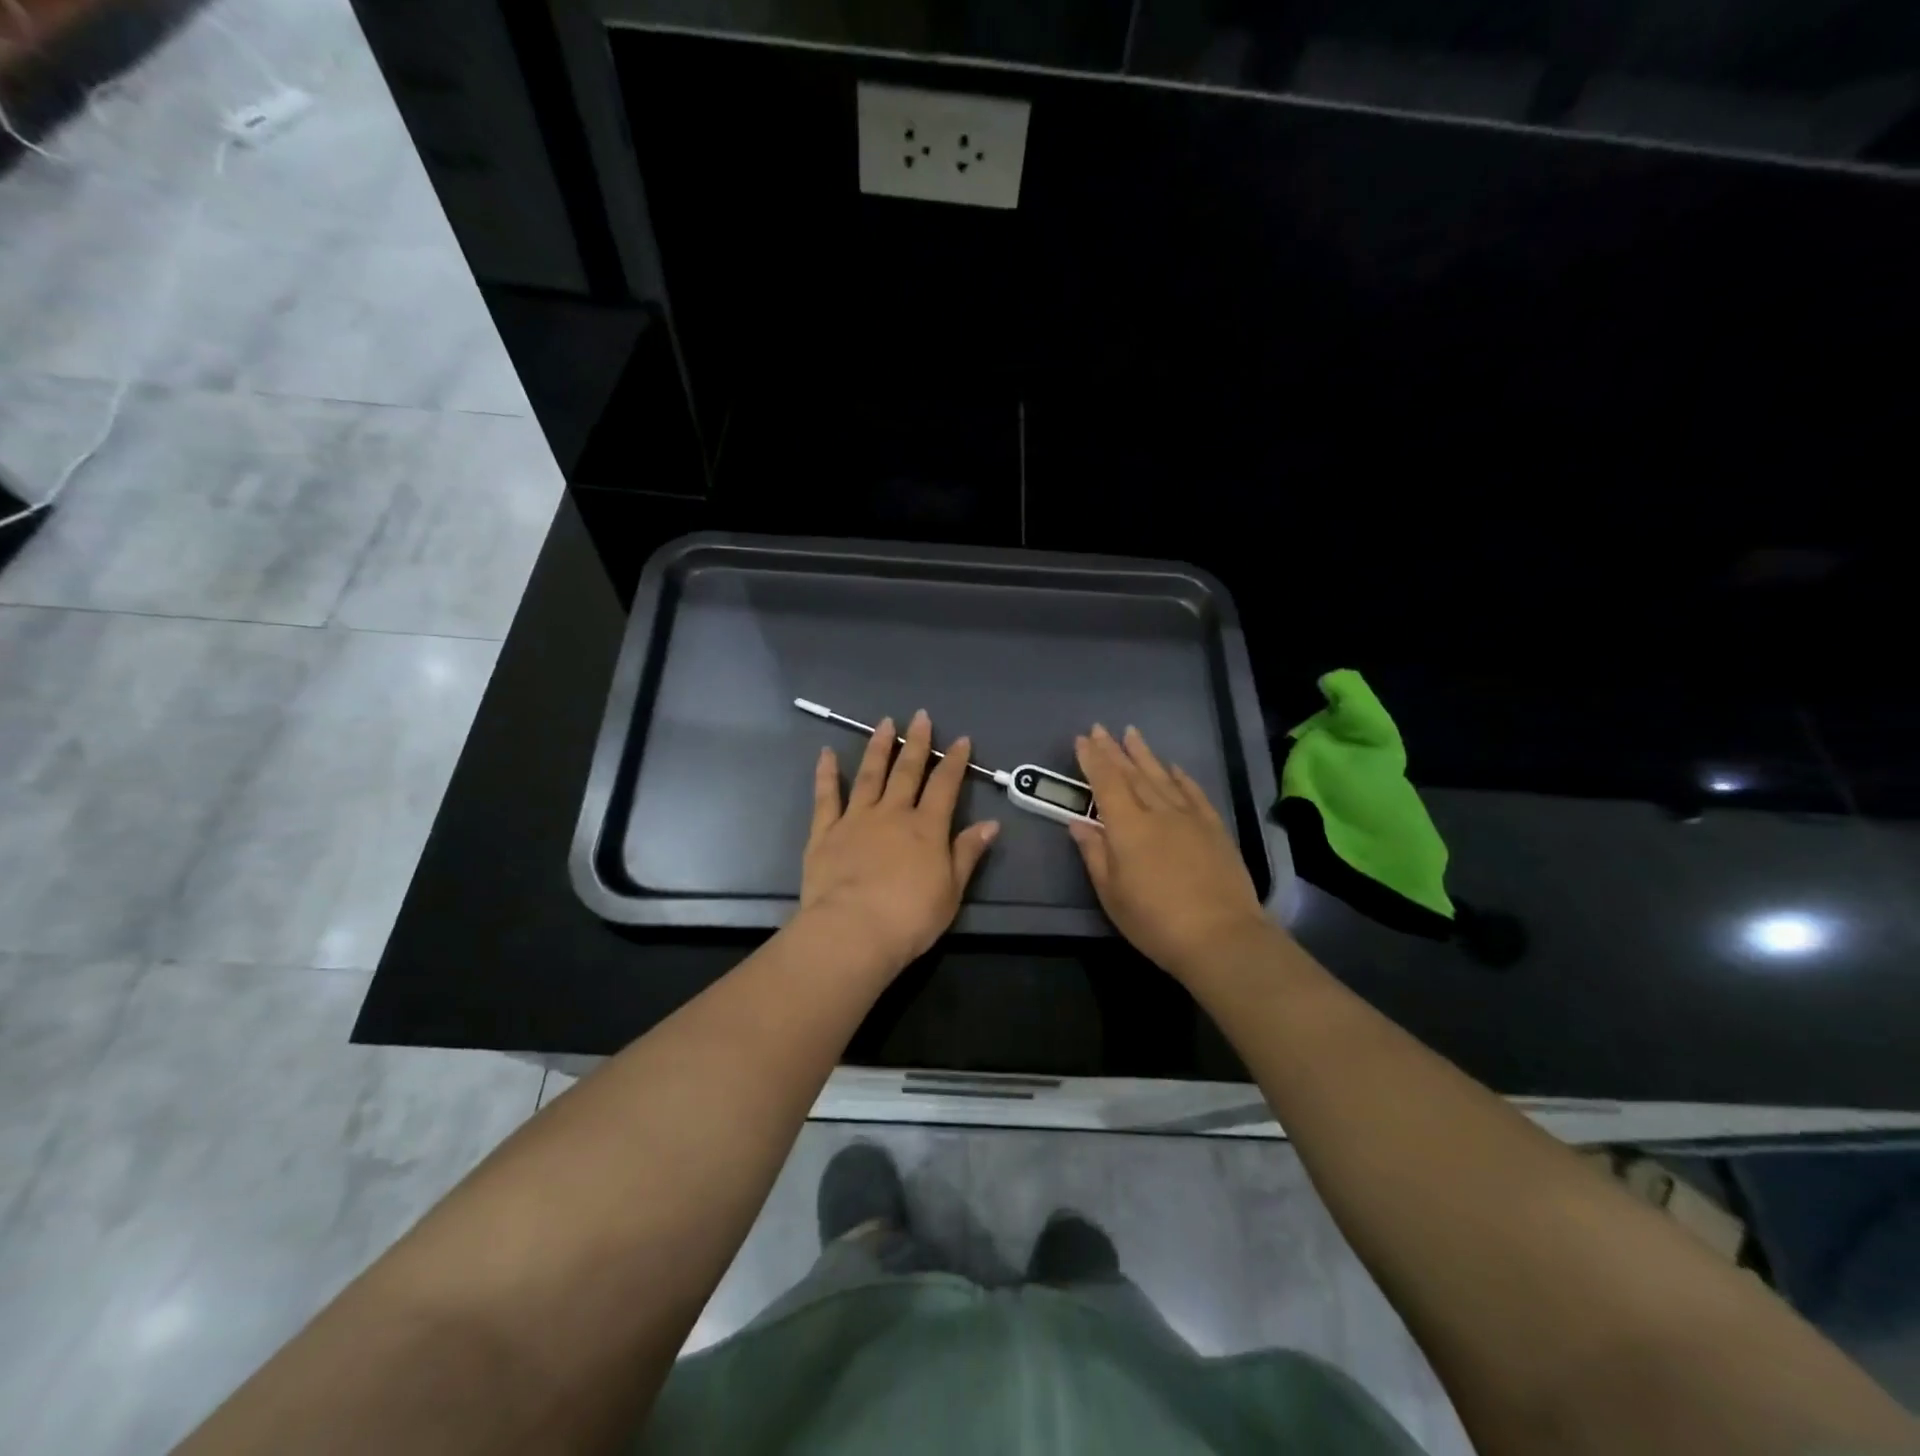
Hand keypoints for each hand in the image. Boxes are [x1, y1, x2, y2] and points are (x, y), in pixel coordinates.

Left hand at [798, 709, 1000, 975]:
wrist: (853, 931)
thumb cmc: (909, 918)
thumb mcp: (951, 891)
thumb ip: (967, 853)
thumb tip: (991, 824)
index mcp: (926, 828)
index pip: (945, 786)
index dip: (955, 762)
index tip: (962, 740)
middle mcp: (893, 813)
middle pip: (907, 771)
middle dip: (917, 742)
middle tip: (920, 716)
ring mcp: (856, 819)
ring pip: (870, 774)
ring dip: (878, 747)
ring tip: (884, 723)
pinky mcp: (825, 832)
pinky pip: (826, 797)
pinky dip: (827, 774)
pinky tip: (827, 753)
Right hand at [1068, 724, 1271, 981]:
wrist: (1221, 936)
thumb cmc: (1154, 921)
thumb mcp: (1112, 893)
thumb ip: (1095, 853)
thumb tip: (1079, 823)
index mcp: (1127, 826)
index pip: (1105, 783)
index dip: (1092, 760)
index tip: (1082, 739)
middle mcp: (1157, 811)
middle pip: (1132, 773)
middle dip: (1113, 750)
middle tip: (1100, 728)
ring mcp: (1189, 817)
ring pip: (1162, 776)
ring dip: (1145, 754)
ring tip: (1132, 733)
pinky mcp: (1214, 828)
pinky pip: (1194, 793)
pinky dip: (1181, 777)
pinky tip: (1174, 767)